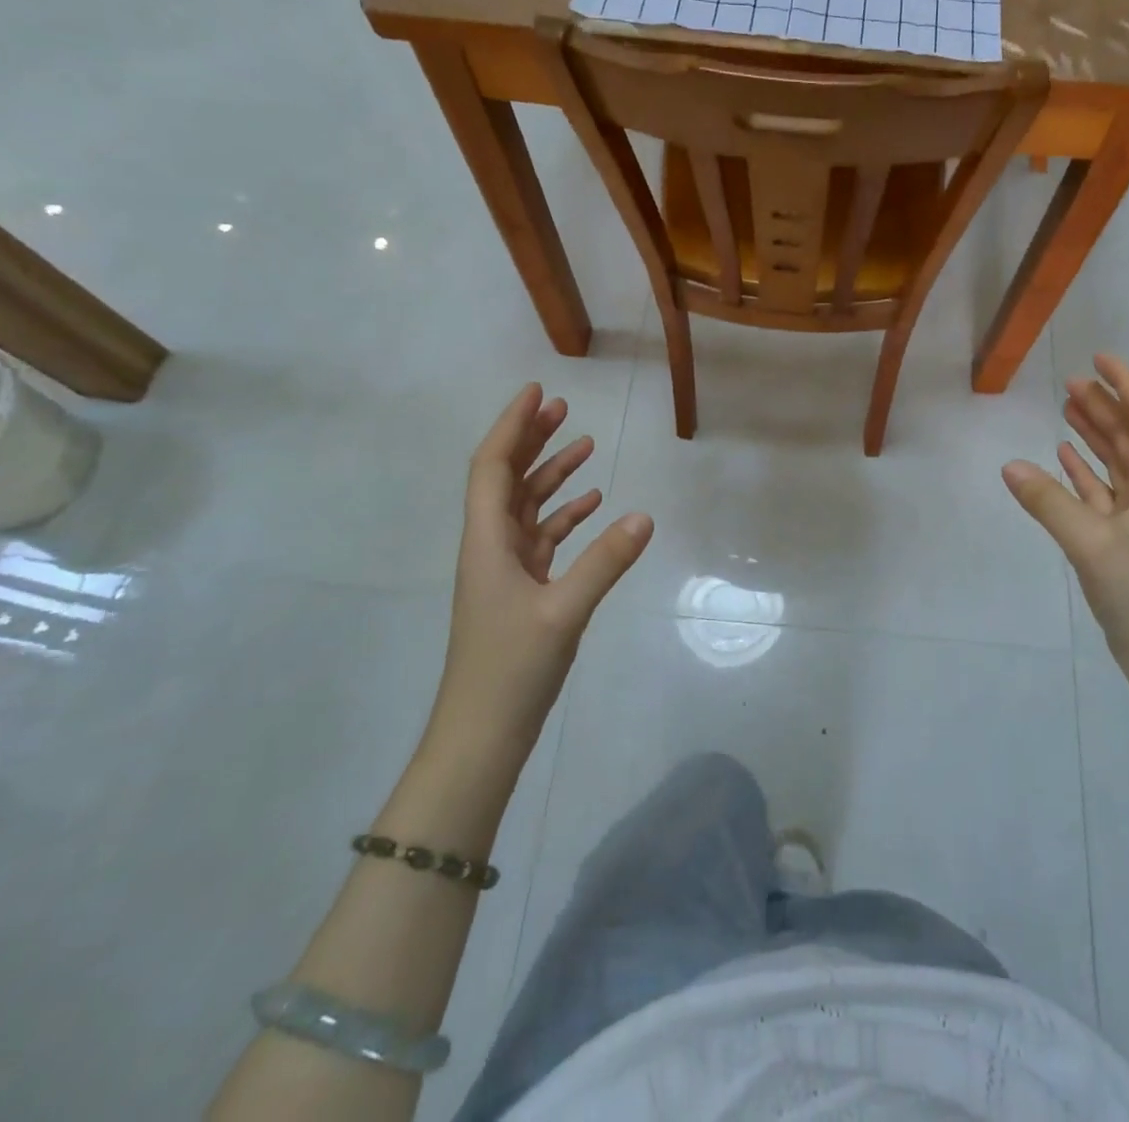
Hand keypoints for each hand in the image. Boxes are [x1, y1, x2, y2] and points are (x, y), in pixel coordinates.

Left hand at [428, 384, 652, 759]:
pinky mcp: (522, 591)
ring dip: (552, 476)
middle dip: (532, 441)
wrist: (483, 734)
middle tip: (564, 410)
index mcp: (487, 542)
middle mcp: (491, 547)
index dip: (512, 427)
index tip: (537, 393)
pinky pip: (543, 539)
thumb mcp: (564, 612)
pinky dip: (565, 518)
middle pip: (507, 480)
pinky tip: (594, 506)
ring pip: (527, 508)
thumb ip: (605, 562)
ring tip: (586, 446)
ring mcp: (505, 570)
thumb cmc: (511, 669)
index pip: (492, 467)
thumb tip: (645, 516)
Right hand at [1002, 355, 1128, 676]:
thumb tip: (1008, 465)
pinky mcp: (1123, 543)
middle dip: (1105, 405)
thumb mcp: (1093, 542)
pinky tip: (1061, 460)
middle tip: (1069, 381)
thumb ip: (1049, 501)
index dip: (1126, 383)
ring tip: (1065, 408)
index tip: (1097, 358)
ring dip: (1093, 435)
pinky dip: (1083, 473)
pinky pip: (1102, 494)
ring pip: (1116, 463)